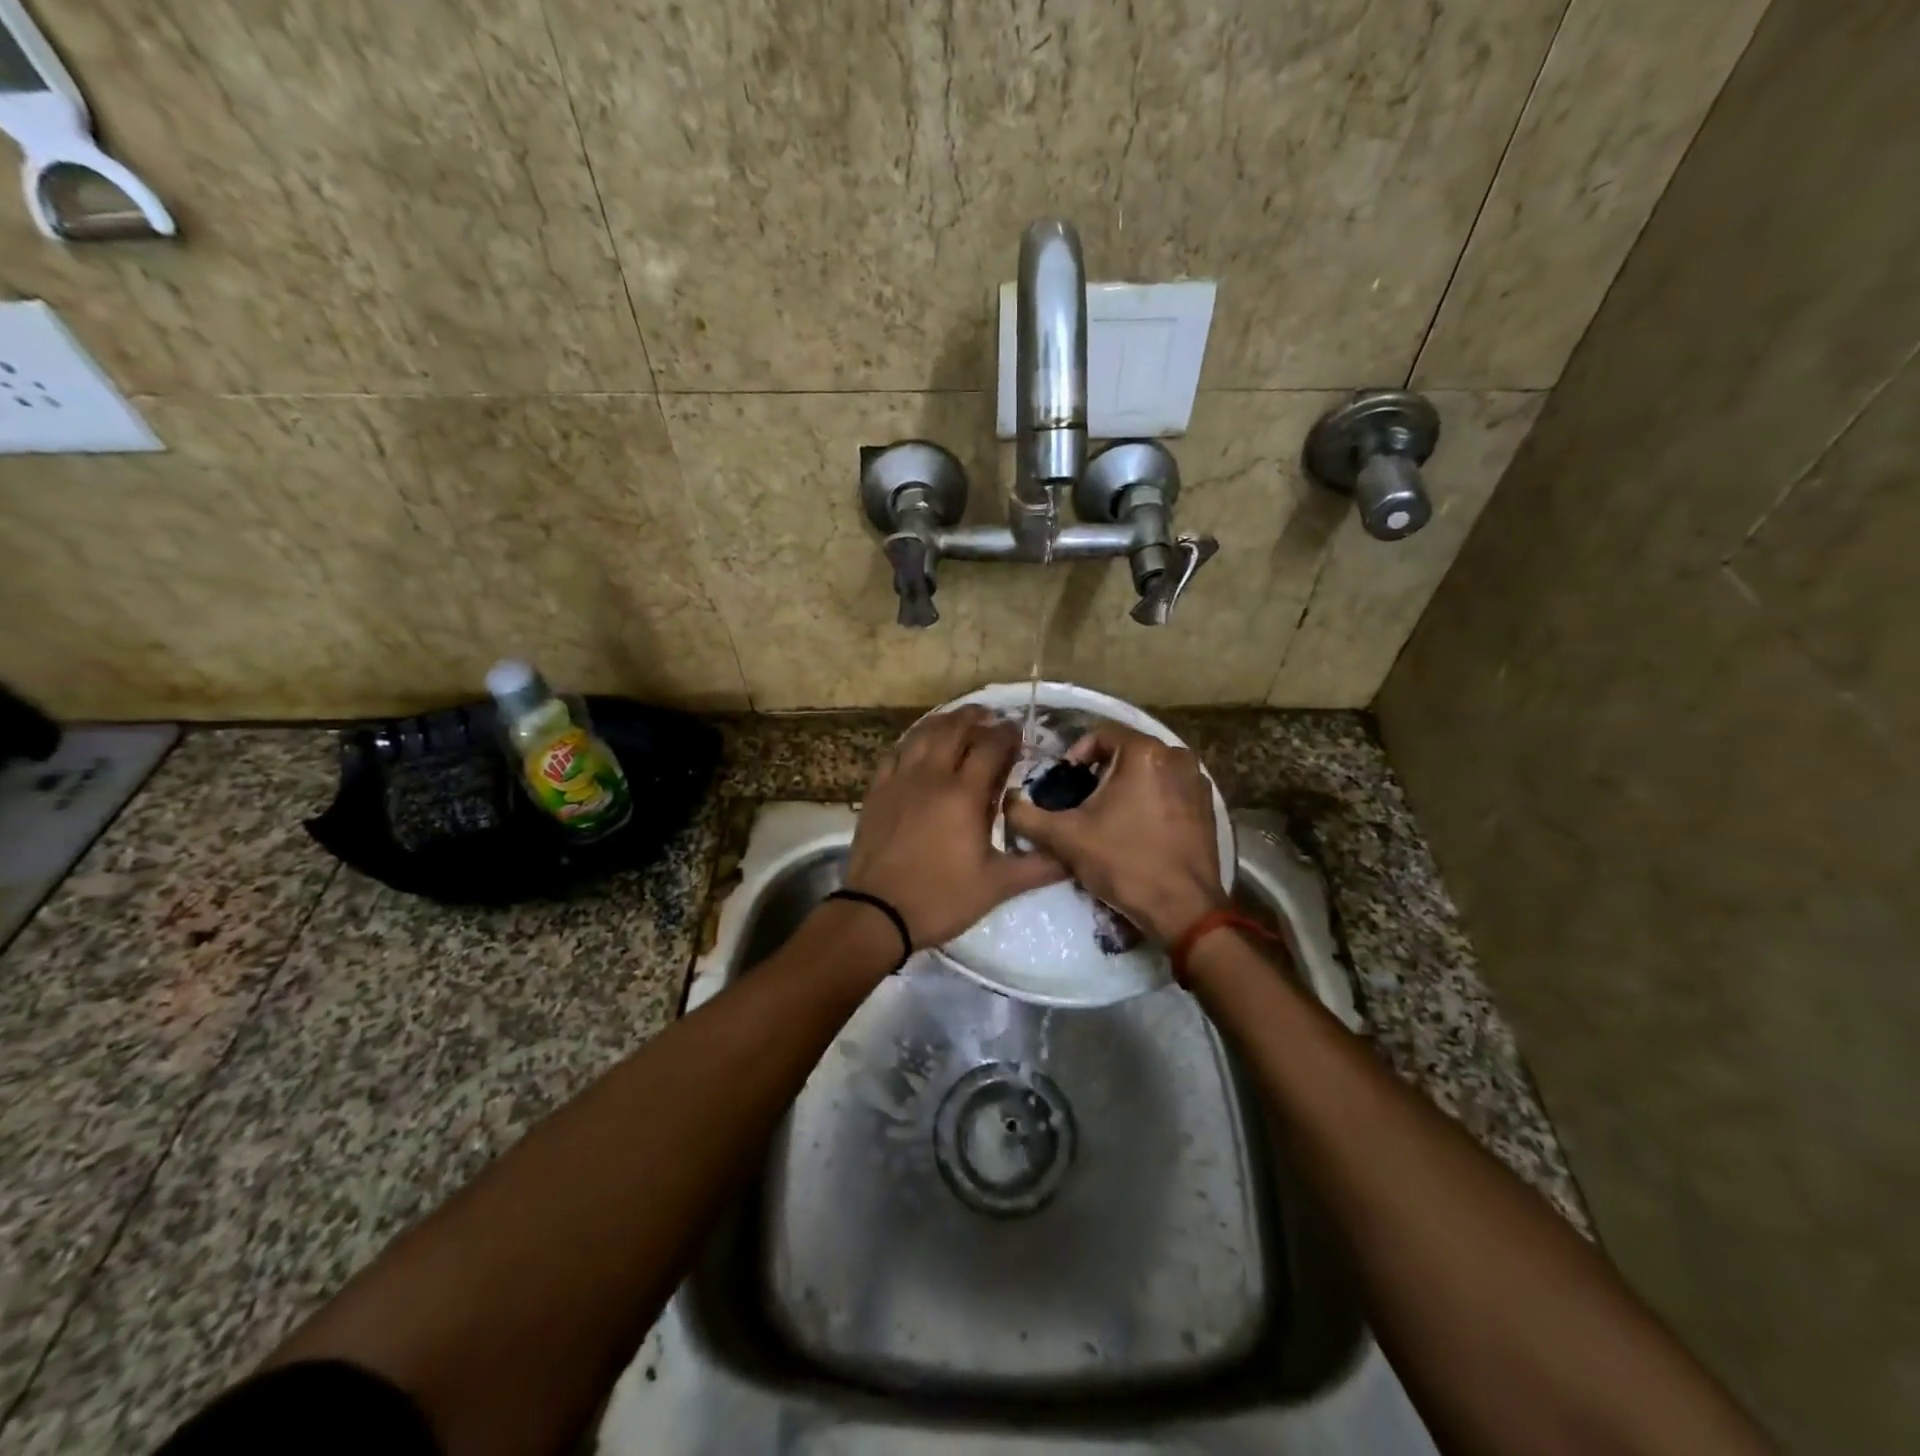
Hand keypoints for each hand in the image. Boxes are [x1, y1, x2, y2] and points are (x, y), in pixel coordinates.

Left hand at [846, 707, 1066, 948]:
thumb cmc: (941, 898)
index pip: (990, 747)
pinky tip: (917, 747)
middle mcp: (931, 776)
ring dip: (943, 722)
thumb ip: (1038, 866)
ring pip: (921, 735)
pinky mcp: (877, 792)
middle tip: (989, 717)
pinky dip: (911, 742)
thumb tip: (1073, 856)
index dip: (1007, 734)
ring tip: (957, 721)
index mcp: (964, 795)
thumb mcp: (997, 886)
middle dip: (975, 717)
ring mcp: (899, 781)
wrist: (877, 913)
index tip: (1018, 732)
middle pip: (953, 729)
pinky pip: (895, 753)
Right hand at [1004, 721, 1225, 944]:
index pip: (1099, 734)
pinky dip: (1149, 799)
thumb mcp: (1065, 838)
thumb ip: (1027, 816)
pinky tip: (1135, 829)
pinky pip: (1168, 789)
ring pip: (1147, 770)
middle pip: (1124, 751)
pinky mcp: (1206, 805)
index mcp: (1144, 752)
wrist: (1183, 909)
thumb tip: (1007, 802)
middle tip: (1079, 803)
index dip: (1074, 757)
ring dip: (1124, 785)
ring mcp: (1197, 780)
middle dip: (1099, 772)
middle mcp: (1176, 755)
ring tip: (1105, 817)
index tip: (1063, 786)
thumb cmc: (1124, 863)